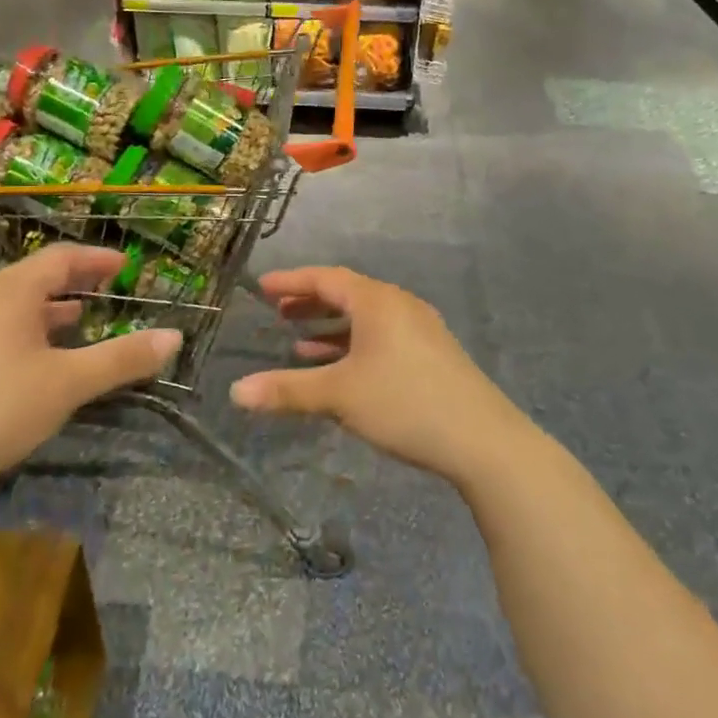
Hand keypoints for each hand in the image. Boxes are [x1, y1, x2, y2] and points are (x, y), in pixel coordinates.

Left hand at [0, 244, 180, 511]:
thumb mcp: (66, 385)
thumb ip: (121, 359)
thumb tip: (175, 337)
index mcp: (10, 293)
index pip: (61, 258)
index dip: (96, 259)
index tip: (124, 266)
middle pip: (33, 278)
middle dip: (72, 283)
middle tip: (105, 292)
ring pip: (9, 305)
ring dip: (46, 310)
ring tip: (75, 323)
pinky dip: (21, 330)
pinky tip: (28, 361)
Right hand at [230, 266, 527, 485]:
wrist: (482, 439)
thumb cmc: (404, 403)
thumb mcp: (339, 395)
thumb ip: (287, 390)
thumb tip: (235, 392)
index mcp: (377, 301)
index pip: (326, 278)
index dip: (292, 281)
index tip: (263, 286)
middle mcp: (400, 305)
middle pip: (347, 294)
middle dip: (311, 303)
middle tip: (278, 312)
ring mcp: (420, 329)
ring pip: (366, 319)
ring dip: (332, 328)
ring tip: (300, 343)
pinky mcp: (432, 354)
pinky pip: (382, 337)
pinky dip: (355, 346)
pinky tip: (342, 370)